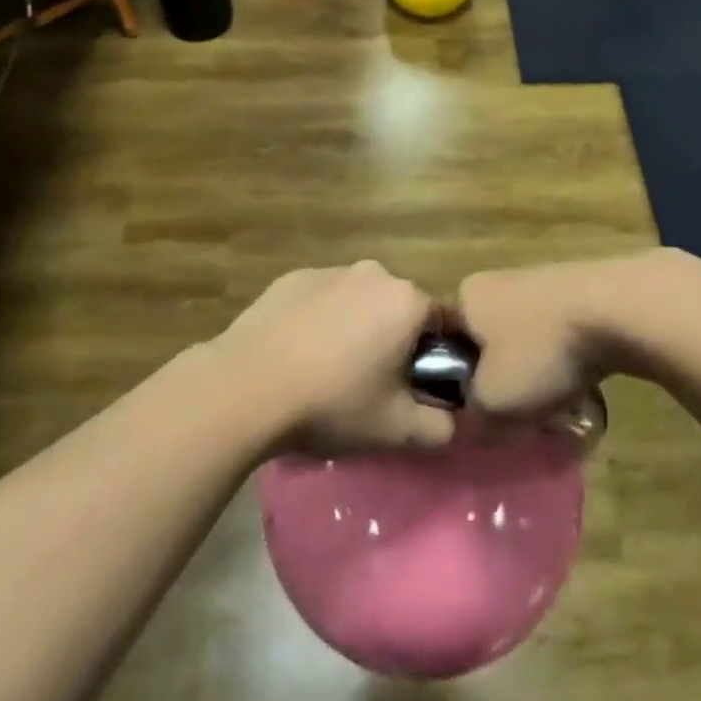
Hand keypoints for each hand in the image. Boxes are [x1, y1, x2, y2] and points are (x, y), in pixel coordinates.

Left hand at [214, 262, 452, 453]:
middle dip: (395, 339)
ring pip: (359, 300)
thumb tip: (454, 422)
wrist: (246, 386)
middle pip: (399, 307)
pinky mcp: (293, 278)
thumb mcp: (395, 430)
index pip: (443, 322)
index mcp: (407, 302)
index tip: (419, 386)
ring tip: (330, 371)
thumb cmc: (331, 402)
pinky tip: (299, 354)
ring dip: (357, 327)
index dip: (437, 355)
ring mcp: (330, 271)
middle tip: (374, 384)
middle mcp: (374, 274)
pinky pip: (322, 298)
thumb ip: (439, 427)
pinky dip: (320, 320)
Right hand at [456, 258, 635, 417]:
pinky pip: (557, 336)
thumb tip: (474, 423)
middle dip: (502, 381)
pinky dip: (564, 360)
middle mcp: (496, 281)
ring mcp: (537, 281)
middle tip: (518, 415)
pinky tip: (581, 382)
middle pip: (488, 346)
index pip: (447, 346)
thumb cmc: (539, 350)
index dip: (459, 385)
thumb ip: (472, 417)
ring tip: (554, 404)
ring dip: (536, 374)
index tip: (480, 415)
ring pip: (525, 343)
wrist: (615, 310)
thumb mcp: (492, 401)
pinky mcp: (575, 290)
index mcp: (466, 296)